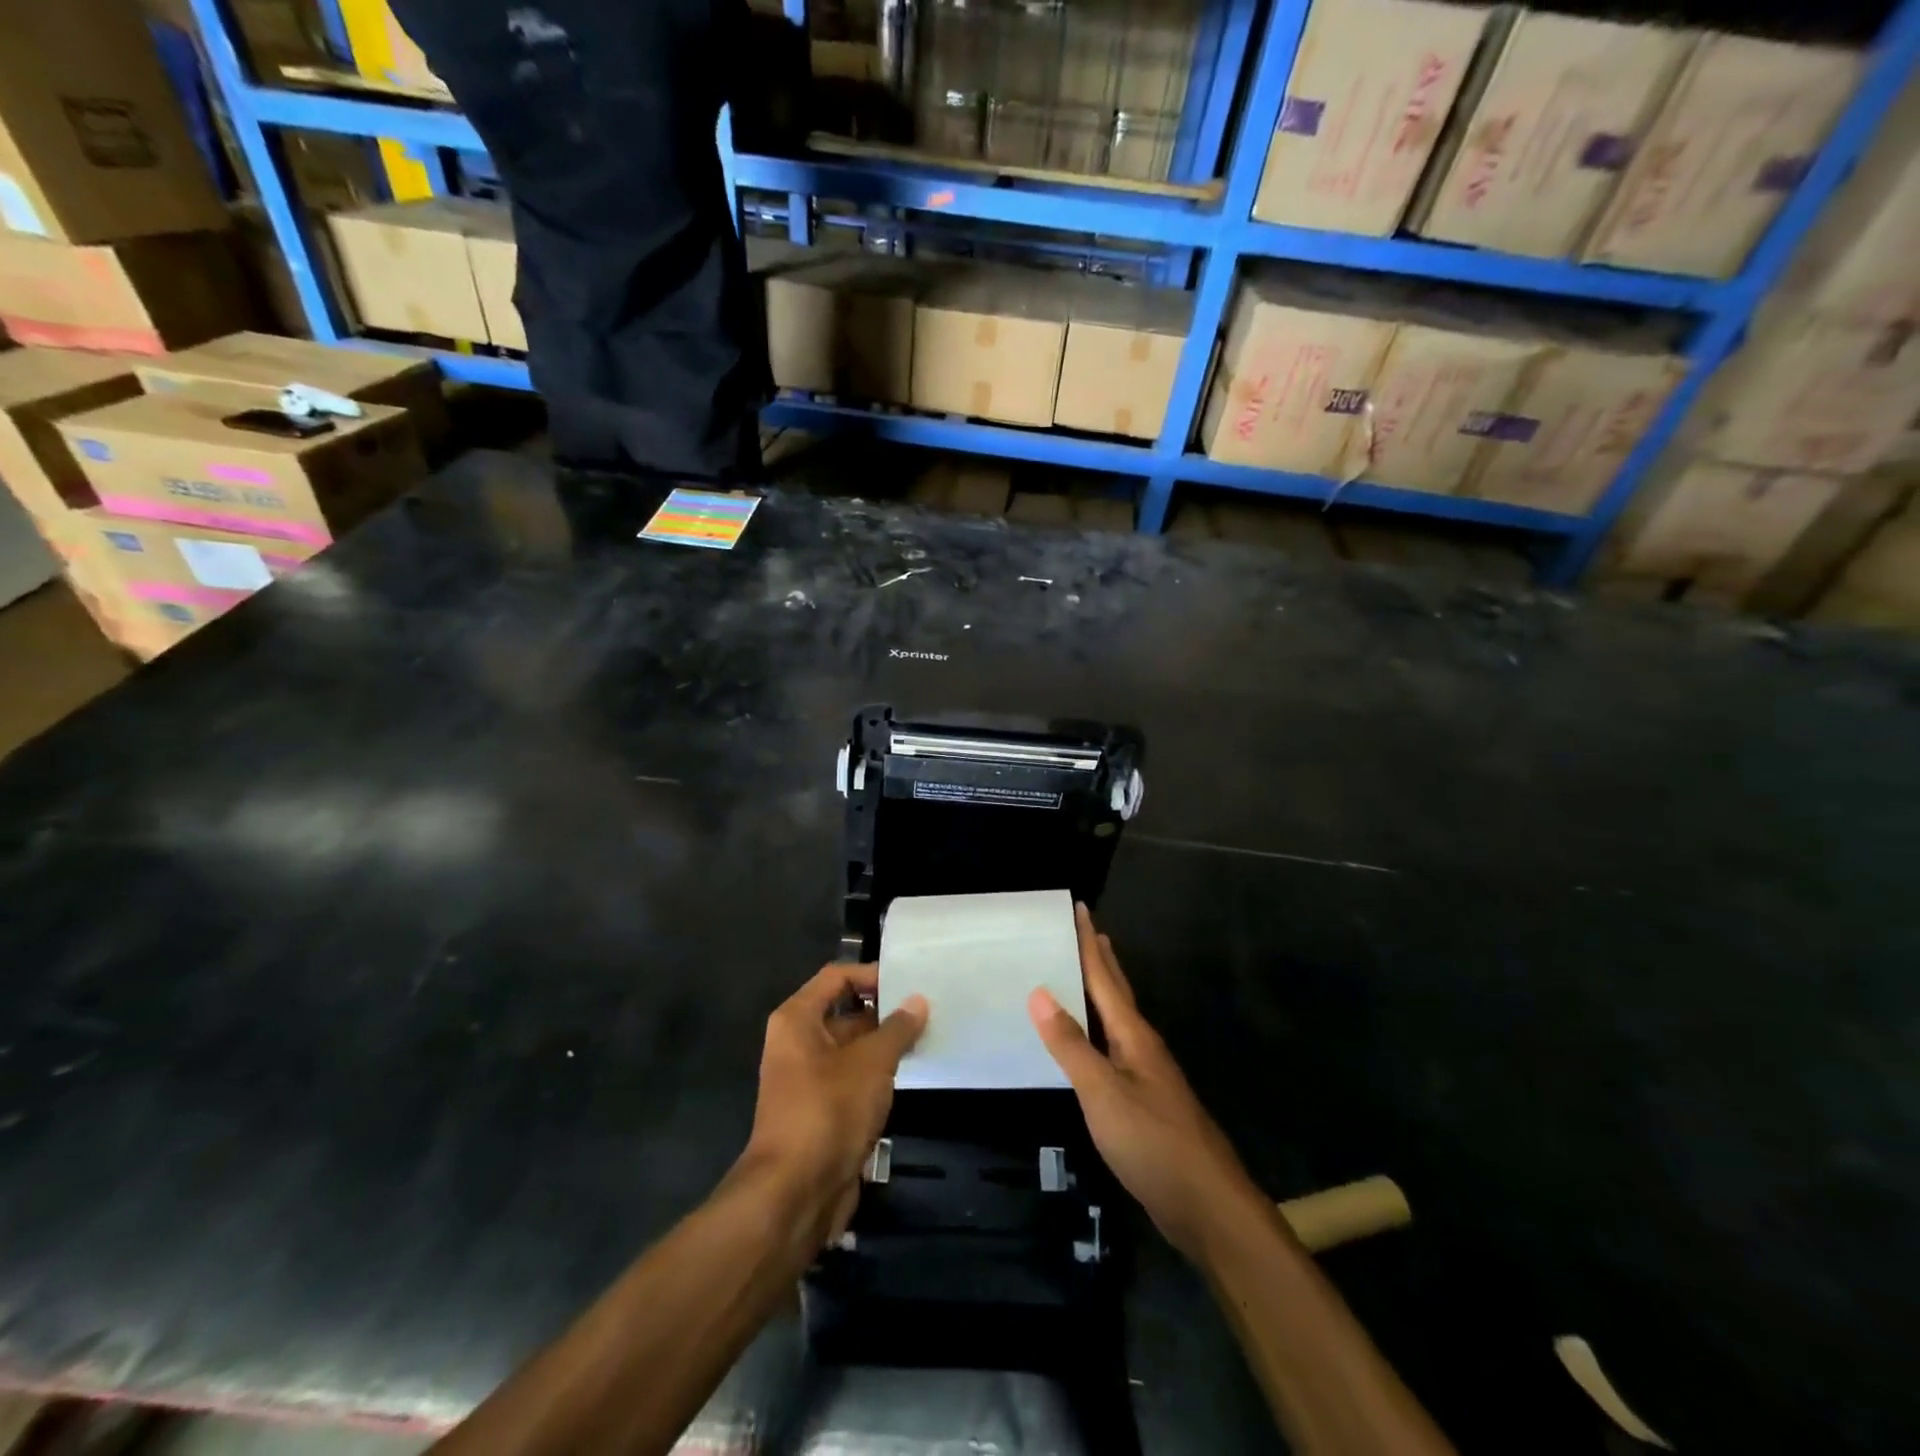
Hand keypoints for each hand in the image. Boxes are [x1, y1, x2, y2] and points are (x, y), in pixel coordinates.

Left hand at [737, 963, 927, 1247]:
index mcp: (797, 1019)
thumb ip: (897, 1028)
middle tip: (927, 1009)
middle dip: (884, 1011)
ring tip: (928, 1036)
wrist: (795, 1193)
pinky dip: (878, 1074)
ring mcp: (808, 1078)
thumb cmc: (829, 1110)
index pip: (836, 977)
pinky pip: (853, 1078)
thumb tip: (918, 1000)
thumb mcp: (871, 1062)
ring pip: (852, 1048)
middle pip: (844, 1011)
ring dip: (885, 1045)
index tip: (909, 982)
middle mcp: (797, 1042)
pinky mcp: (821, 1110)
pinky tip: (910, 1073)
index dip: (871, 975)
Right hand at [1029, 906, 1263, 1261]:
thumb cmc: (1154, 1143)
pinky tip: (1088, 1043)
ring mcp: (1146, 1075)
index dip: (1090, 942)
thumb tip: (1039, 991)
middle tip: (1083, 929)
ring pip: (1117, 1020)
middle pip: (1117, 991)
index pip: (1105, 976)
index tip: (1079, 908)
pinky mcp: (1145, 1102)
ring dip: (1099, 992)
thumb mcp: (1103, 1093)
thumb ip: (1071, 1045)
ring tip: (1081, 973)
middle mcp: (1142, 1046)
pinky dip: (1097, 1031)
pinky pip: (1113, 1049)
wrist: (1208, 1206)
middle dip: (1100, 958)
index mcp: (1133, 1035)